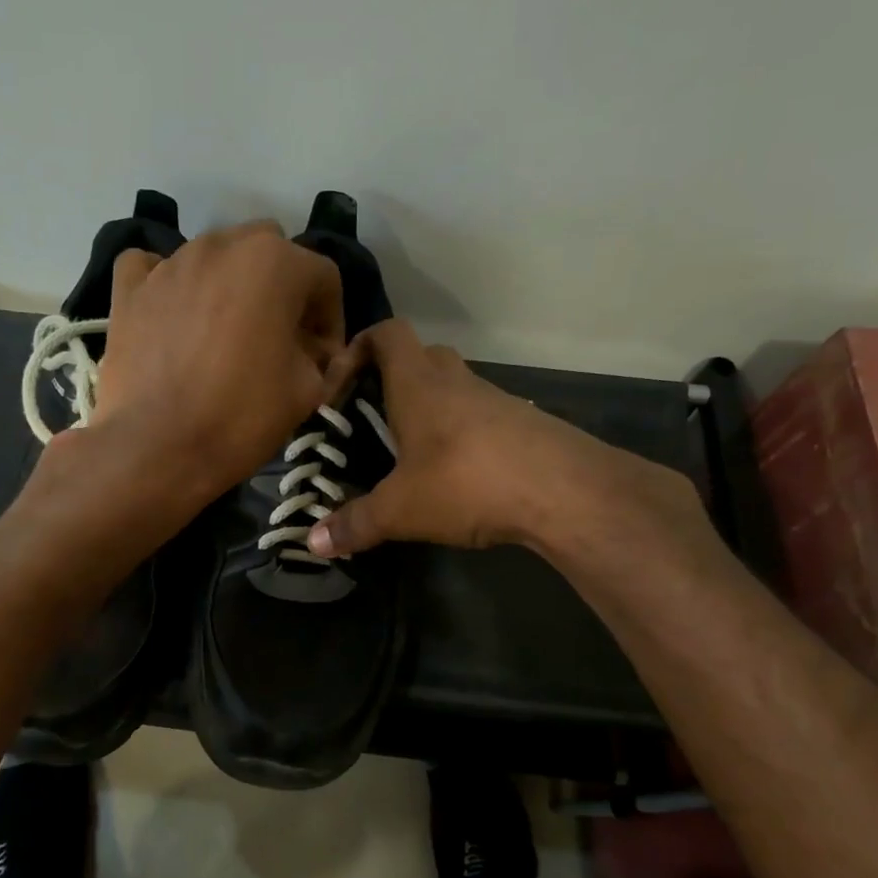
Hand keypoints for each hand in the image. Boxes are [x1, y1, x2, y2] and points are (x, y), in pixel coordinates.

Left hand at [85, 220, 343, 501]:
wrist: (157, 448)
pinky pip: (153, 268)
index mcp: (276, 262)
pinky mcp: (129, 288)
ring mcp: (170, 263)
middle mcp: (223, 245)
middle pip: (269, 253)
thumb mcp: (307, 390)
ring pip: (215, 257)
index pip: (323, 278)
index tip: (322, 359)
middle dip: (282, 291)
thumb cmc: (242, 416)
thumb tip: (310, 351)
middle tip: (279, 339)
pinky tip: (172, 313)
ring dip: (230, 286)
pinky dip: (167, 283)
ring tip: (226, 335)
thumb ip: (319, 356)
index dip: (331, 320)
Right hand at [306, 319, 708, 561]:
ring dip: (430, 407)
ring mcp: (495, 399)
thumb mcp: (401, 509)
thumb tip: (312, 543)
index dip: (356, 348)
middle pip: (420, 355)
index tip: (338, 387)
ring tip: (410, 453)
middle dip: (392, 378)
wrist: (565, 490)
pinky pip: (481, 415)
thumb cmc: (466, 482)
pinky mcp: (523, 424)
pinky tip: (456, 474)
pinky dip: (461, 433)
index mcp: (418, 384)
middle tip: (373, 417)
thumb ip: (355, 524)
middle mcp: (456, 380)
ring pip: (454, 386)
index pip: (385, 334)